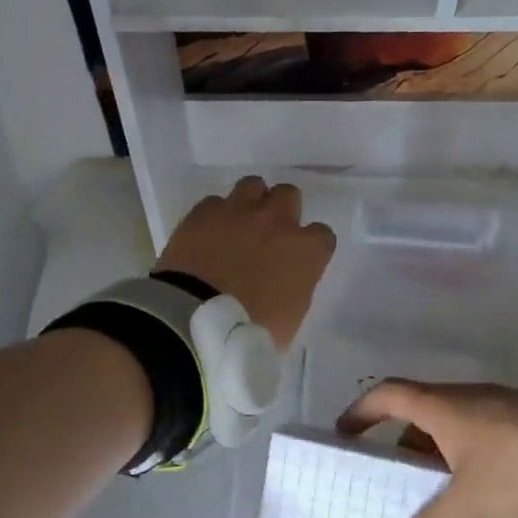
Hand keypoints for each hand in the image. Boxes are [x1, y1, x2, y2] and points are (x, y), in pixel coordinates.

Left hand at [156, 178, 335, 349]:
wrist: (194, 320)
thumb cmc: (249, 331)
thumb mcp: (290, 319)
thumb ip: (295, 290)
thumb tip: (286, 284)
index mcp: (305, 251)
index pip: (323, 235)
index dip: (310, 247)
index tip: (299, 262)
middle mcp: (276, 221)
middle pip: (289, 195)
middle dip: (282, 211)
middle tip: (268, 235)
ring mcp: (238, 212)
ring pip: (253, 186)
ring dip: (250, 202)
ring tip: (238, 225)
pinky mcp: (203, 212)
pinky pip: (215, 202)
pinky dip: (214, 215)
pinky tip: (207, 234)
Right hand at [338, 382, 517, 517]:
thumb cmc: (516, 463)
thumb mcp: (470, 500)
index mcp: (441, 407)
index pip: (387, 395)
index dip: (361, 412)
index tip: (344, 434)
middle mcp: (463, 401)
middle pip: (417, 417)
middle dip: (400, 449)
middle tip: (391, 484)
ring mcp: (496, 411)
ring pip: (450, 432)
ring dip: (434, 460)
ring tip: (432, 500)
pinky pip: (477, 442)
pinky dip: (464, 465)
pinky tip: (475, 497)